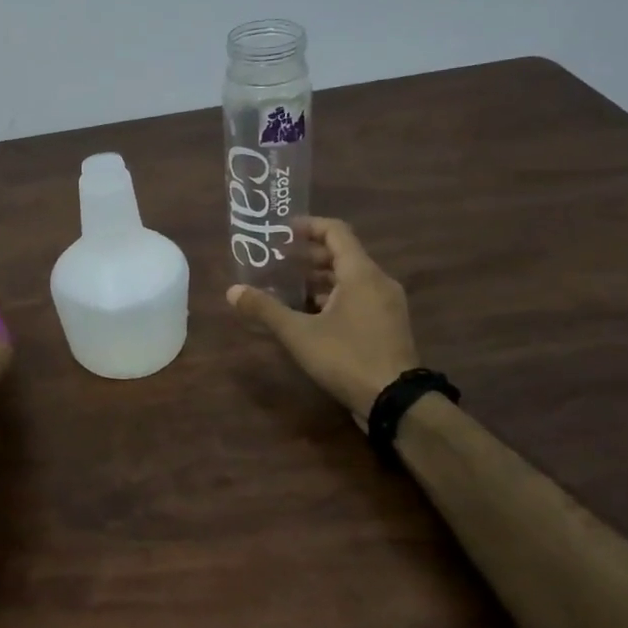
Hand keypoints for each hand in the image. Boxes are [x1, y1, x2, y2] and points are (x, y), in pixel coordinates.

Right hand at [225, 217, 417, 424]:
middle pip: (343, 255)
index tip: (283, 230)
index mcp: (361, 273)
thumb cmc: (346, 357)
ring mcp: (387, 304)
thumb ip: (265, 309)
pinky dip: (334, 297)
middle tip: (278, 260)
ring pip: (350, 279)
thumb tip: (232, 291)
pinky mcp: (388, 325)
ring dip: (320, 279)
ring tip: (288, 287)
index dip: (309, 226)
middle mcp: (378, 282)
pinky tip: (310, 314)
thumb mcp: (299, 333)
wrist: (395, 401)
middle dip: (309, 255)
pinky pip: (358, 298)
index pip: (336, 232)